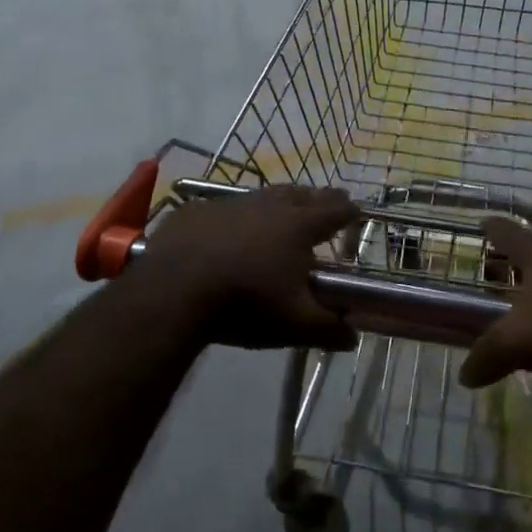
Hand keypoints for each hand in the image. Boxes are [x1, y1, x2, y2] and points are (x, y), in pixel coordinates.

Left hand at [139, 186, 358, 351]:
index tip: (357, 213)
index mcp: (298, 226)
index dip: (349, 211)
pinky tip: (228, 232)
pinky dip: (235, 217)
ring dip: (277, 204)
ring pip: (263, 196)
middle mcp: (268, 205)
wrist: (174, 291)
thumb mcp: (294, 324)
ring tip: (281, 216)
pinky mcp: (197, 210)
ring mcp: (230, 203)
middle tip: (325, 209)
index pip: (335, 210)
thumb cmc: (245, 303)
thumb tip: (352, 337)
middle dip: (317, 200)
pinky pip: (223, 208)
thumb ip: (328, 329)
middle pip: (302, 194)